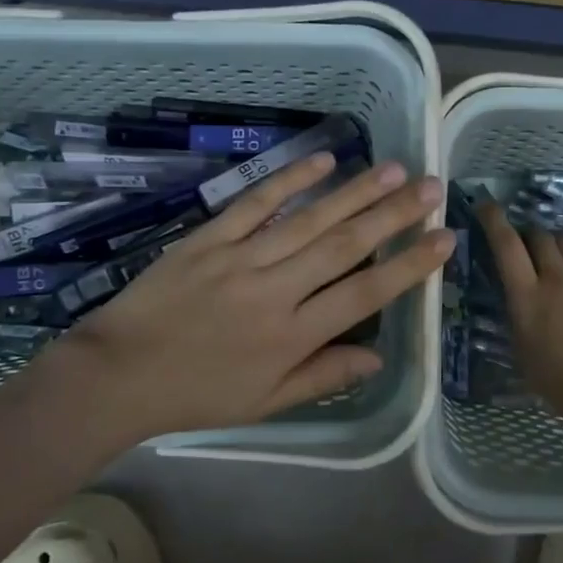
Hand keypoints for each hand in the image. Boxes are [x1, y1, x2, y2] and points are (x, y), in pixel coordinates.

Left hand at [38, 153, 452, 445]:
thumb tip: (379, 357)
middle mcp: (275, 291)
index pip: (364, 293)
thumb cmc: (197, 394)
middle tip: (431, 186)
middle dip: (393, 214)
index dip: (408, 265)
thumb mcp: (265, 402)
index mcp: (292, 336)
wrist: (118, 375)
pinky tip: (322, 159)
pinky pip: (255, 203)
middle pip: (344, 246)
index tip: (444, 239)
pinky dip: (289, 179)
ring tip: (393, 168)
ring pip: (308, 220)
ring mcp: (240, 258)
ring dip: (353, 192)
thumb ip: (323, 377)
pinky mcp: (209, 238)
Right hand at [475, 200, 562, 439]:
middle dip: (530, 237)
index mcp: (528, 300)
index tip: (486, 205)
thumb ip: (519, 324)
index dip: (493, 221)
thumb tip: (517, 304)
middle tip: (530, 250)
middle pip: (539, 236)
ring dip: (559, 241)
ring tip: (561, 255)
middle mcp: (557, 279)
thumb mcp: (527, 360)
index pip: (506, 246)